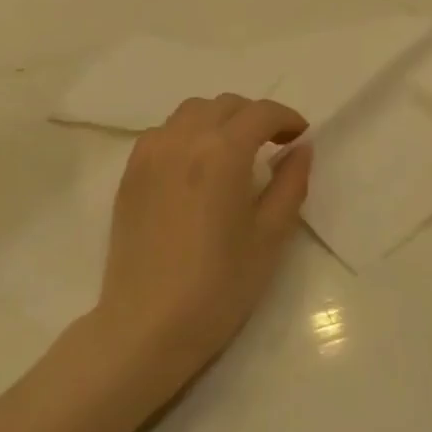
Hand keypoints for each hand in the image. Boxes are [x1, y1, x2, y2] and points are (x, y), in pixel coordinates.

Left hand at [96, 95, 311, 387]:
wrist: (147, 326)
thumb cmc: (219, 285)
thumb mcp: (270, 236)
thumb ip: (290, 183)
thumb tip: (302, 148)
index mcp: (223, 152)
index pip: (261, 113)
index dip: (287, 118)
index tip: (299, 138)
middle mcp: (183, 139)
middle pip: (225, 105)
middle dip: (254, 117)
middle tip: (272, 146)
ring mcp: (150, 153)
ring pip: (191, 112)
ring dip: (219, 120)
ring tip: (232, 152)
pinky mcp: (130, 173)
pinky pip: (163, 133)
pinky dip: (186, 134)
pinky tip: (195, 167)